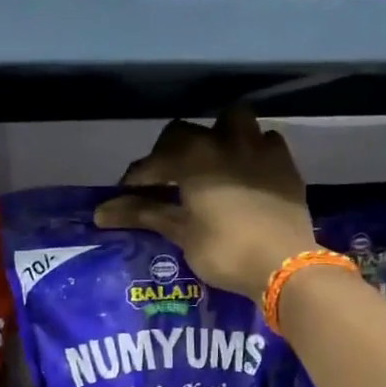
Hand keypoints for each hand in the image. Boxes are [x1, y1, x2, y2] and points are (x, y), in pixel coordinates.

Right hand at [93, 107, 318, 298]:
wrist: (285, 265)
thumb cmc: (225, 251)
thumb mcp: (181, 233)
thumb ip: (143, 214)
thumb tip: (100, 212)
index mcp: (193, 156)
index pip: (153, 161)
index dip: (136, 178)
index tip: (126, 196)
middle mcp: (224, 141)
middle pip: (186, 132)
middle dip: (170, 151)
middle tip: (166, 179)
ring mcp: (259, 148)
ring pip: (233, 121)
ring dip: (217, 135)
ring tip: (211, 161)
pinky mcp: (284, 163)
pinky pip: (266, 141)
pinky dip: (253, 149)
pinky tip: (247, 170)